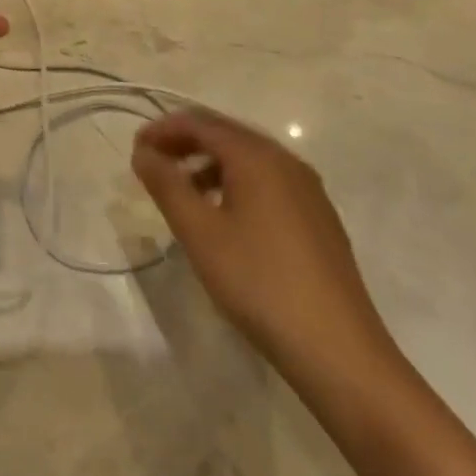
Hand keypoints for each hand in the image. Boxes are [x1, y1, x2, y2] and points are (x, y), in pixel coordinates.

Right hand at [131, 108, 400, 398]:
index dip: (163, 130)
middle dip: (185, 143)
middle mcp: (285, 160)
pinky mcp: (318, 218)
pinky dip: (236, 184)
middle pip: (225, 134)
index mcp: (257, 156)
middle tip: (152, 166)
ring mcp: (307, 189)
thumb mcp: (200, 233)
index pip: (200, 123)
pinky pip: (267, 182)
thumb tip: (143, 152)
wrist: (340, 352)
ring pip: (248, 159)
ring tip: (183, 194)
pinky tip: (225, 219)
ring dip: (209, 165)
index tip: (135, 150)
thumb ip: (167, 185)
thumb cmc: (260, 283)